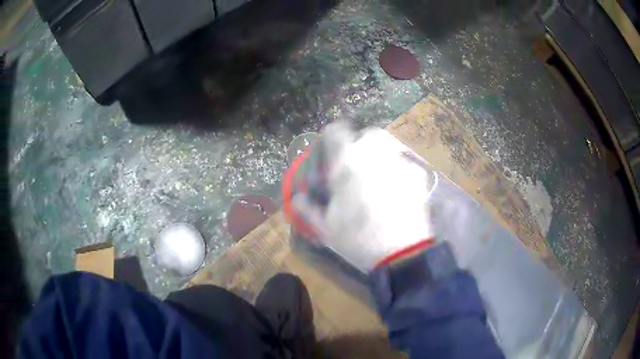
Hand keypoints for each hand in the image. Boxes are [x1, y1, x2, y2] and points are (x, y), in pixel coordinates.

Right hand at [283, 123, 437, 271]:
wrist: (400, 252)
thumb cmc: (358, 237)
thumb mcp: (325, 226)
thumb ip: (308, 208)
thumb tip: (298, 198)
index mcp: (347, 163)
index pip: (336, 132)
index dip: (332, 136)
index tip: (331, 149)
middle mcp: (373, 155)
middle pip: (368, 134)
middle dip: (361, 143)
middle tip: (357, 163)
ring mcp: (398, 163)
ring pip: (389, 146)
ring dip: (380, 154)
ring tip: (377, 174)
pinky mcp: (416, 175)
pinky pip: (405, 164)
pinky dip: (398, 171)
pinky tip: (397, 189)